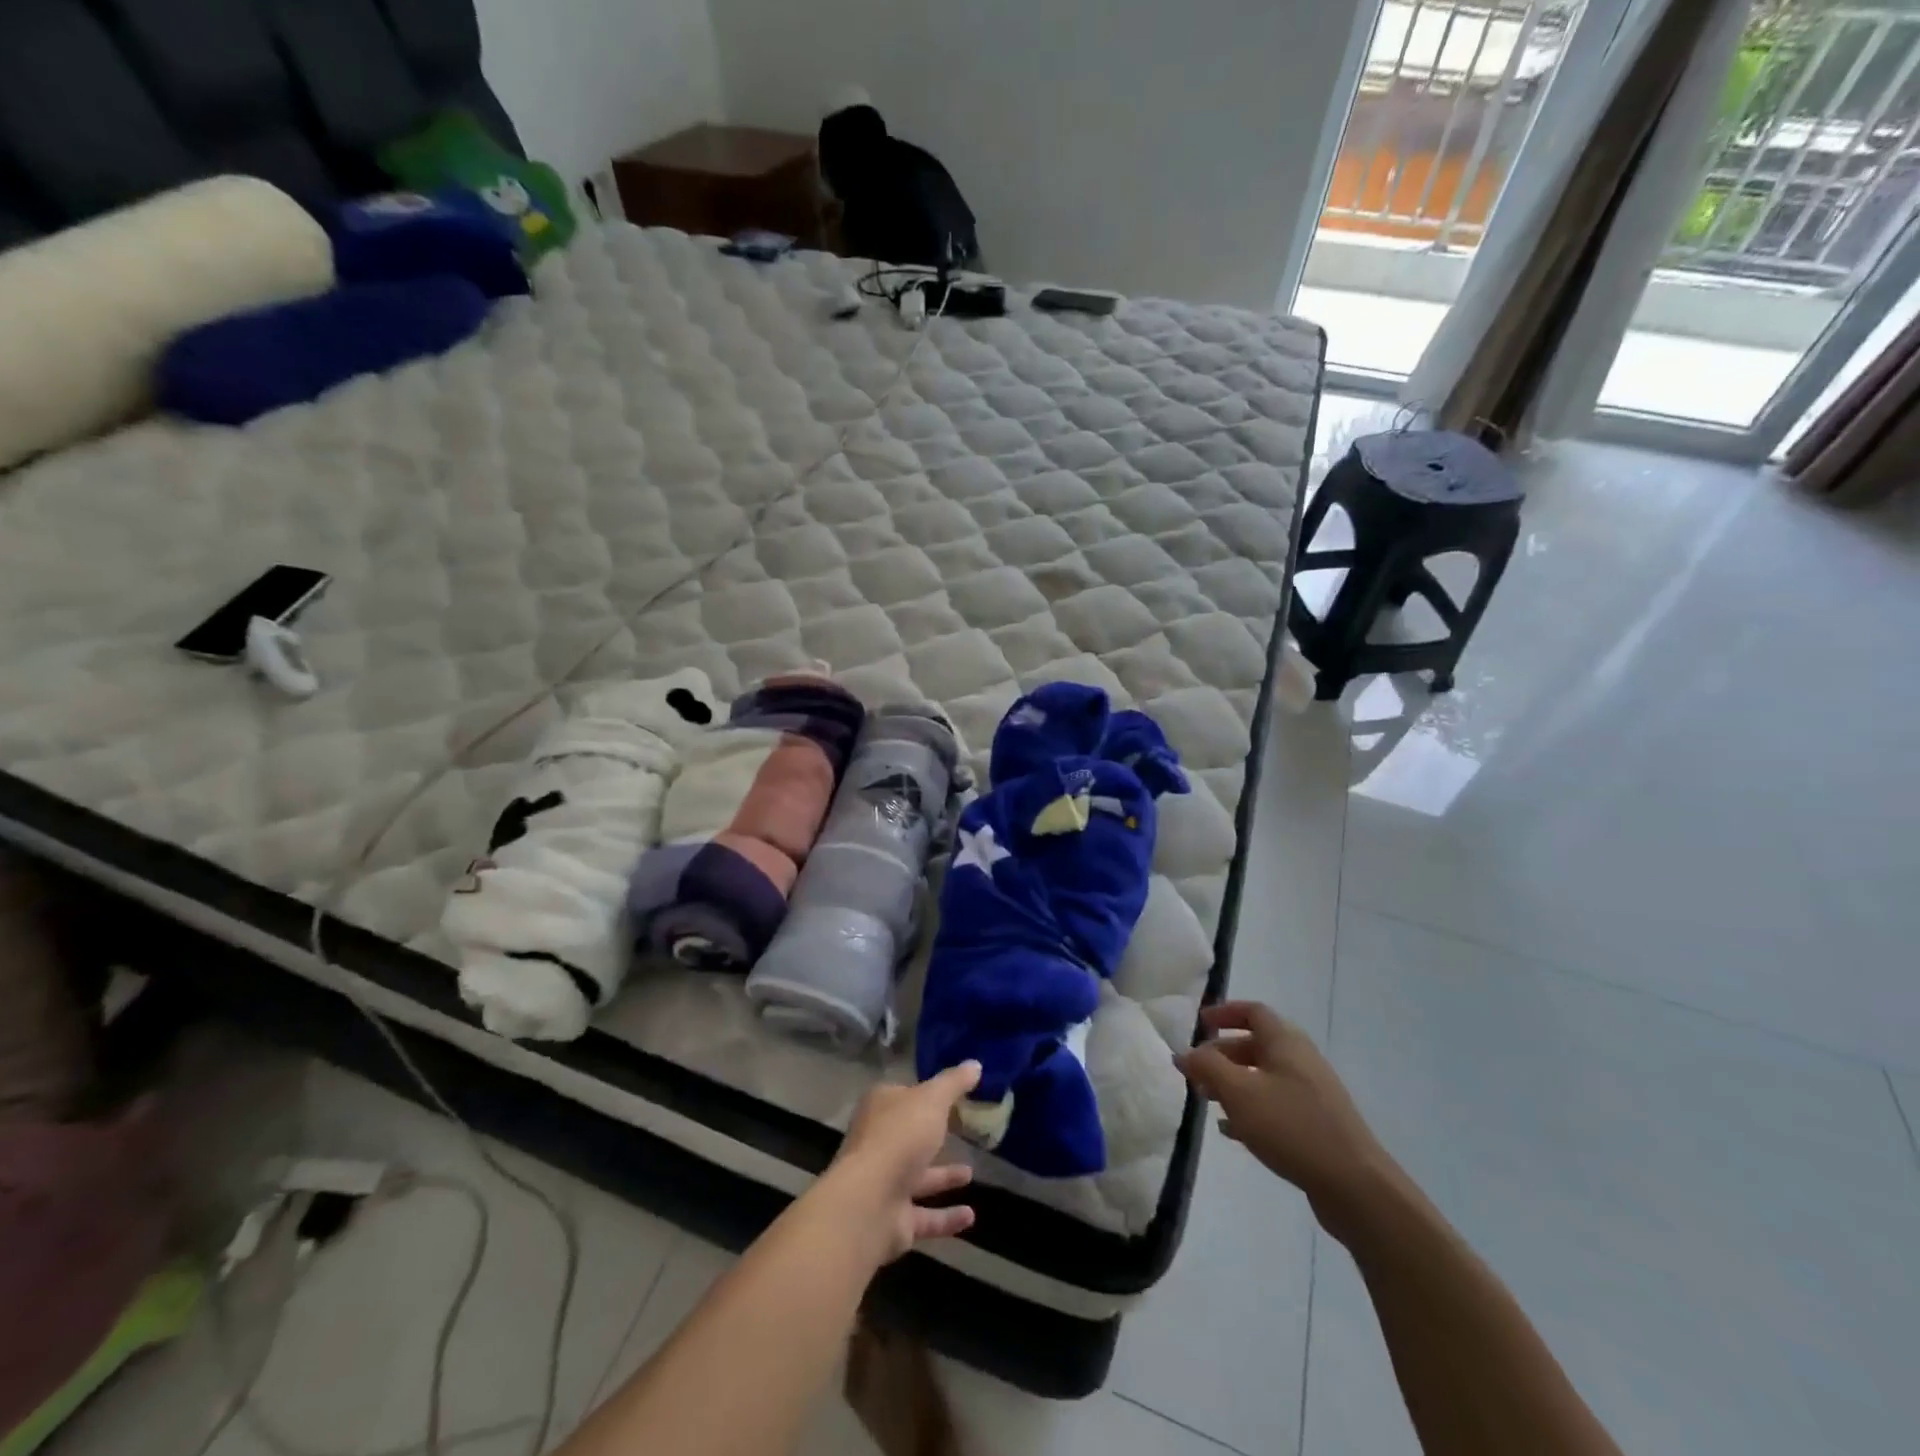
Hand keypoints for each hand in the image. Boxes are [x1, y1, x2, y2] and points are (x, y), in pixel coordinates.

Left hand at [823, 1061, 981, 1262]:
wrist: (869, 1203)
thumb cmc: (900, 1137)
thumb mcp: (933, 1099)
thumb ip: (954, 1083)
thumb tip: (975, 1064)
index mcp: (881, 1108)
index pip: (904, 1095)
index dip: (926, 1094)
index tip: (953, 1096)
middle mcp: (879, 1143)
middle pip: (910, 1136)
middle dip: (933, 1136)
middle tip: (964, 1133)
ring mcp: (884, 1183)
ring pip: (917, 1177)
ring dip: (943, 1177)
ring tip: (971, 1174)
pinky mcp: (894, 1220)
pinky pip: (925, 1217)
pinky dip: (946, 1218)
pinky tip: (971, 1217)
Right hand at [1176, 1002, 1396, 1233]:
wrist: (1356, 1186)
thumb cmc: (1292, 1126)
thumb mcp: (1239, 1093)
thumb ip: (1207, 1068)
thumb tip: (1183, 1053)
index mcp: (1285, 1042)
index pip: (1253, 1011)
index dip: (1225, 1013)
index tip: (1200, 1024)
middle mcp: (1300, 1060)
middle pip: (1256, 1044)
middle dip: (1222, 1054)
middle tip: (1196, 1071)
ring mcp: (1312, 1094)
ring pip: (1264, 1077)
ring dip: (1233, 1083)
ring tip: (1207, 1100)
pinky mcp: (1317, 1125)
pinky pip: (1275, 1105)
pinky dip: (1250, 1109)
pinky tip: (1231, 1130)